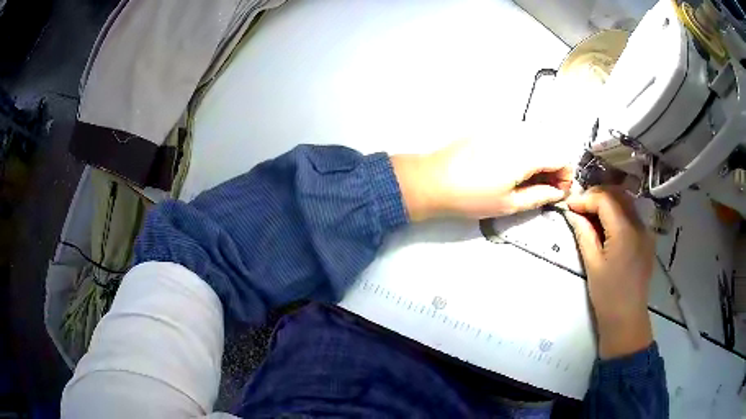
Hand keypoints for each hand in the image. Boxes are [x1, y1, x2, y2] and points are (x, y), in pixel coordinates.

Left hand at [392, 135, 572, 220]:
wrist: (432, 179)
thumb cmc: (471, 197)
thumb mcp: (509, 204)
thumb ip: (540, 196)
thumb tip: (559, 192)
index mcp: (525, 153)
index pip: (561, 156)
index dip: (565, 175)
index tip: (558, 191)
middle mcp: (517, 133)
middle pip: (549, 145)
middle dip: (553, 166)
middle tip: (544, 188)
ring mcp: (502, 127)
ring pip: (534, 139)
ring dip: (539, 157)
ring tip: (527, 180)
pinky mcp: (489, 127)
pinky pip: (517, 135)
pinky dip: (524, 149)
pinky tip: (511, 167)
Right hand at [564, 187, 654, 358]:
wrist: (627, 317)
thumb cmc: (607, 294)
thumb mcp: (592, 264)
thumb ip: (584, 233)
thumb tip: (572, 213)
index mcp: (625, 231)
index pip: (605, 199)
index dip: (585, 198)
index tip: (569, 206)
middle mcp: (639, 224)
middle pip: (617, 195)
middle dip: (596, 196)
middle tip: (579, 207)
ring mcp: (645, 230)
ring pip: (626, 202)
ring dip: (607, 202)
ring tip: (591, 214)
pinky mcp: (647, 238)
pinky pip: (632, 215)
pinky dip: (617, 212)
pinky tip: (607, 225)